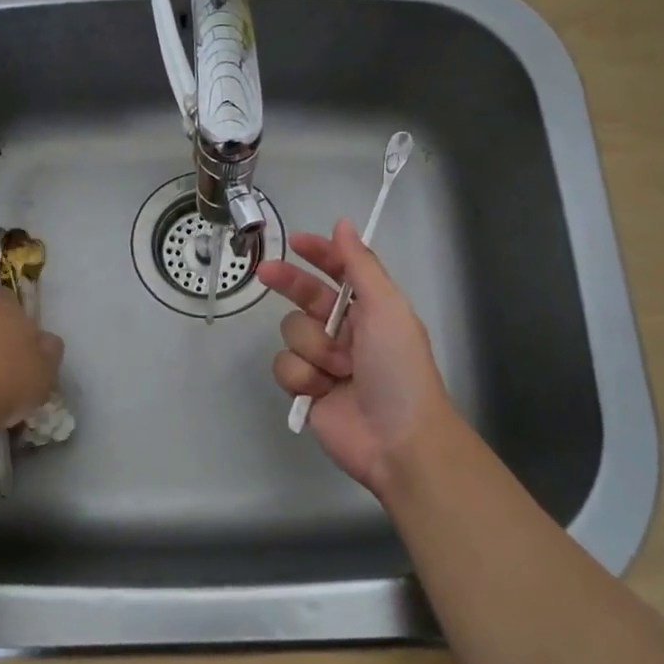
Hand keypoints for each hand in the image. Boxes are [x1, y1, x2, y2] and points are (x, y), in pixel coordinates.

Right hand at [257, 220, 453, 495]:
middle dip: (289, 284)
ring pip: (292, 333)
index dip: (319, 254)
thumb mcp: (386, 307)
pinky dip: (303, 377)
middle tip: (264, 272)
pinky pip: (285, 366)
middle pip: (305, 298)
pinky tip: (322, 390)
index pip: (339, 273)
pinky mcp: (306, 389)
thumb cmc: (398, 367)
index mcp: (370, 309)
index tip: (295, 242)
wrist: (397, 438)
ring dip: (314, 348)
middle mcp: (345, 331)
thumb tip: (343, 224)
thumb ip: (360, 265)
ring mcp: (324, 361)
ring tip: (339, 369)